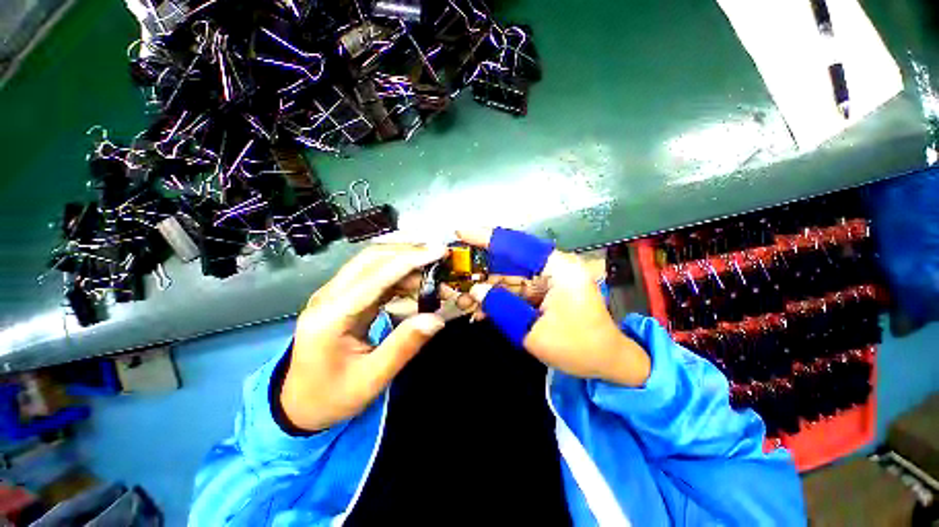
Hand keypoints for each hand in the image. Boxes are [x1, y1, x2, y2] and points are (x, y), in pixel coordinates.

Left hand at [281, 244, 446, 431]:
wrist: (298, 404)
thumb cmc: (332, 396)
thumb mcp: (371, 379)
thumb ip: (404, 345)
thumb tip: (437, 319)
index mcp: (332, 316)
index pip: (376, 276)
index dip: (411, 260)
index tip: (439, 251)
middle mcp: (329, 296)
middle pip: (371, 258)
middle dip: (409, 251)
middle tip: (440, 255)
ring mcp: (333, 294)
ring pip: (372, 262)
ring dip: (405, 261)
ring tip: (433, 270)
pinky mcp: (342, 297)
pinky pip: (373, 275)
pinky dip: (398, 273)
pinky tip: (416, 281)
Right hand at [458, 228, 650, 386]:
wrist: (607, 363)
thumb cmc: (578, 348)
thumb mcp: (534, 331)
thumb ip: (502, 307)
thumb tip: (475, 290)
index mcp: (558, 268)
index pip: (517, 245)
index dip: (487, 238)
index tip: (461, 233)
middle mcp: (553, 267)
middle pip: (509, 260)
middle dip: (480, 269)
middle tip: (454, 274)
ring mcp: (548, 279)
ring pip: (509, 276)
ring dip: (485, 287)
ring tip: (461, 298)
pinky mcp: (544, 291)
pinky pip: (515, 290)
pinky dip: (497, 298)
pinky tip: (479, 309)